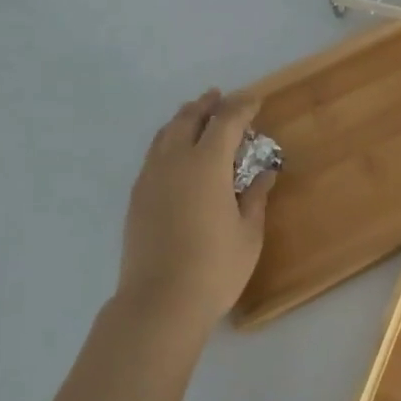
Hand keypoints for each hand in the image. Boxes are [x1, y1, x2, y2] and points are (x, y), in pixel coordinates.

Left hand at [116, 89, 274, 328]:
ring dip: (183, 119)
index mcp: (206, 165)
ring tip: (196, 116)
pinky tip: (176, 155)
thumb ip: (255, 197)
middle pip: (188, 119)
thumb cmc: (215, 267)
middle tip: (219, 98)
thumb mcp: (248, 232)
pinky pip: (153, 155)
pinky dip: (168, 142)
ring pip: (165, 134)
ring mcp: (150, 179)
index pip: (225, 121)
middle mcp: (174, 162)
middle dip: (206, 105)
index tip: (255, 99)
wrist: (160, 302)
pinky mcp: (137, 198)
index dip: (242, 106)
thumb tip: (264, 174)